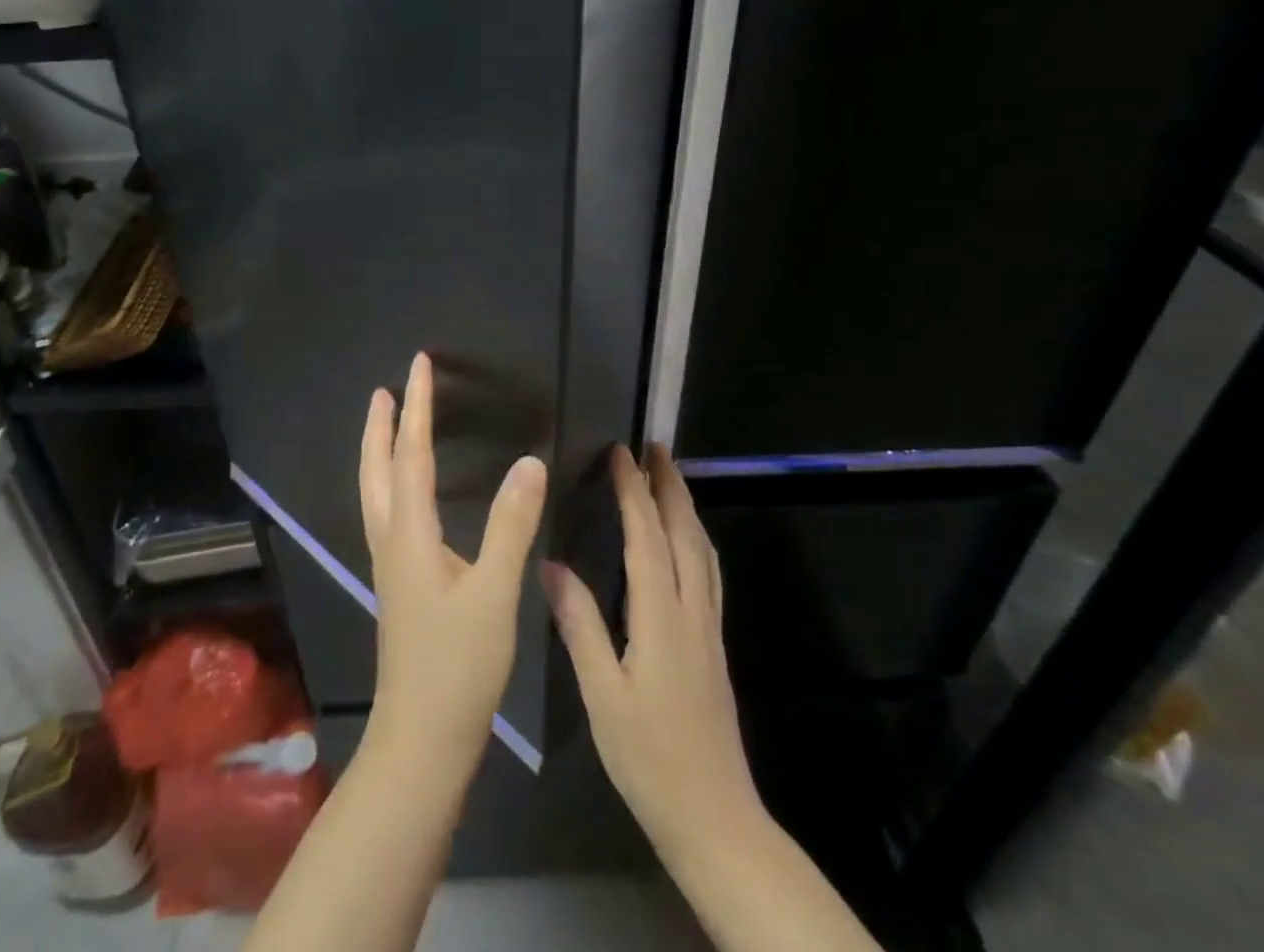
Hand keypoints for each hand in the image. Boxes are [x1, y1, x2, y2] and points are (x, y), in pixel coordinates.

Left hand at [359, 352, 547, 779]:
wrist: (422, 738)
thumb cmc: (459, 665)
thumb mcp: (494, 592)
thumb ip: (511, 525)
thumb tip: (529, 461)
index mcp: (410, 534)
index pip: (412, 454)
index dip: (417, 407)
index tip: (419, 365)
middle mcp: (391, 541)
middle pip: (378, 470)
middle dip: (380, 425)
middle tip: (385, 389)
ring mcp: (390, 564)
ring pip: (376, 492)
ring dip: (380, 452)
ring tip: (388, 425)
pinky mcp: (399, 583)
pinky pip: (387, 513)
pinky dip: (390, 482)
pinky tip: (407, 493)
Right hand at [541, 443, 758, 864]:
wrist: (714, 816)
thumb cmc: (648, 755)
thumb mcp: (601, 693)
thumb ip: (579, 624)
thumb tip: (549, 565)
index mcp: (661, 616)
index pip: (647, 536)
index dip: (633, 491)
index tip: (619, 453)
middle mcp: (692, 610)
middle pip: (685, 532)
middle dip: (669, 485)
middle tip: (655, 446)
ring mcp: (709, 627)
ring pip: (703, 550)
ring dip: (686, 506)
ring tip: (670, 477)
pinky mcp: (714, 644)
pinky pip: (708, 571)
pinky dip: (696, 538)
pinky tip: (688, 541)